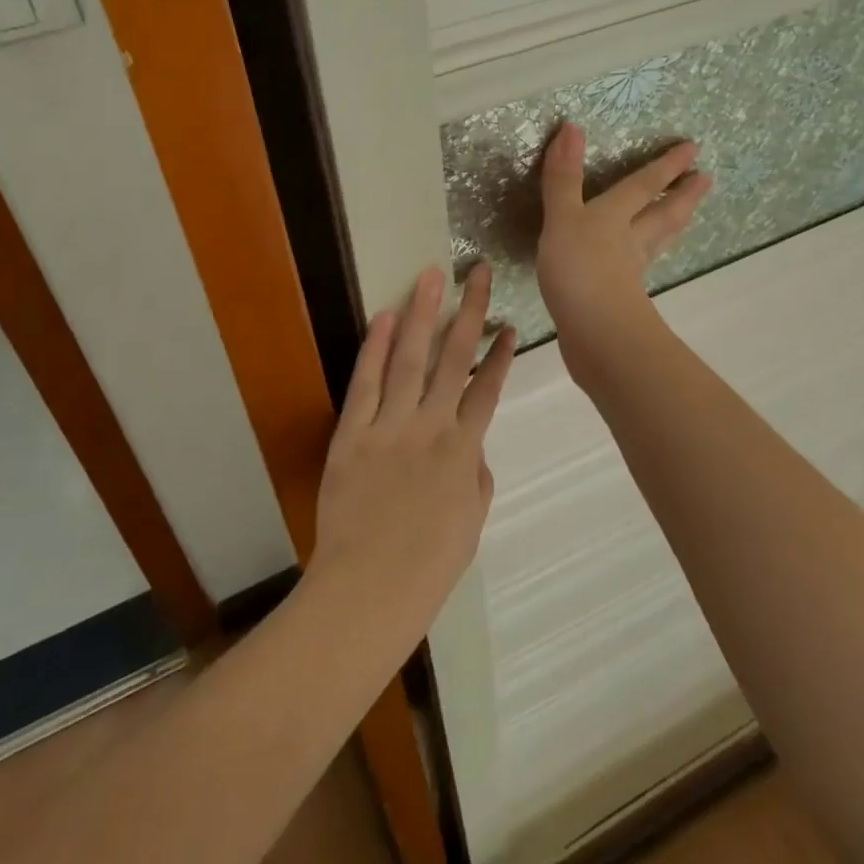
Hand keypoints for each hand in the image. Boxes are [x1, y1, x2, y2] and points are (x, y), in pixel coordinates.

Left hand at [307, 264, 515, 644]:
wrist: (368, 590)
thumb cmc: (427, 567)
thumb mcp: (470, 525)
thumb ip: (476, 479)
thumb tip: (473, 449)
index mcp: (464, 451)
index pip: (488, 390)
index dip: (501, 356)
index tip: (510, 325)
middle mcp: (431, 427)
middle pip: (455, 358)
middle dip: (469, 312)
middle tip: (478, 273)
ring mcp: (390, 426)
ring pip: (411, 358)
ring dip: (424, 314)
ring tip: (433, 276)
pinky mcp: (352, 433)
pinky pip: (367, 382)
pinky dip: (377, 348)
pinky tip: (387, 317)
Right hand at [537, 122, 710, 384]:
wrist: (596, 334)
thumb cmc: (579, 269)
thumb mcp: (564, 218)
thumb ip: (564, 178)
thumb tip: (572, 126)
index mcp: (615, 217)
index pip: (644, 186)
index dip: (665, 166)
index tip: (693, 148)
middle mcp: (628, 241)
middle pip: (662, 214)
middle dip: (681, 195)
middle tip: (706, 180)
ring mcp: (628, 273)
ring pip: (655, 242)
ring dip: (672, 226)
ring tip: (686, 215)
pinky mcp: (620, 300)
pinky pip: (637, 270)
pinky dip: (644, 260)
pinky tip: (638, 265)